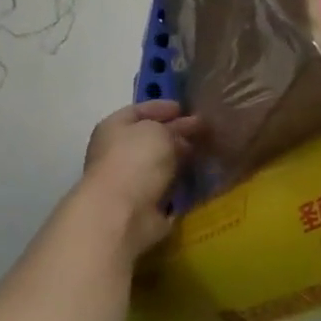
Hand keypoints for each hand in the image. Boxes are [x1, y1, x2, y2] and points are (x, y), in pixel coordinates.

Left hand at [81, 101, 199, 256]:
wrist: (122, 213)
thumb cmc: (136, 160)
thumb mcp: (159, 132)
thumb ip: (173, 129)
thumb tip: (184, 136)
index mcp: (114, 127)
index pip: (139, 111)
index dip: (162, 107)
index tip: (186, 108)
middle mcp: (117, 152)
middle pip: (150, 139)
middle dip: (176, 134)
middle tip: (204, 131)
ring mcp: (129, 181)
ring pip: (159, 165)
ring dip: (179, 160)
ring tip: (207, 154)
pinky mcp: (143, 206)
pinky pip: (166, 189)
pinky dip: (180, 184)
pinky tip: (198, 179)